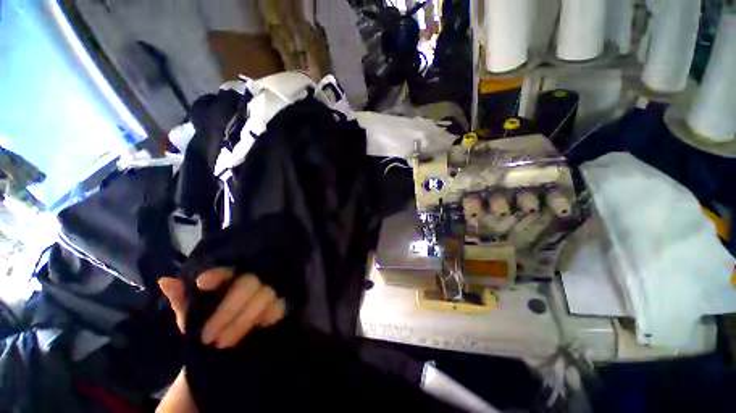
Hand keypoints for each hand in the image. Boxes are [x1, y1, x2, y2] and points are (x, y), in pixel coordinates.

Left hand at [158, 268, 285, 348]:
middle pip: (246, 285)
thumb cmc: (208, 324)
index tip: (201, 283)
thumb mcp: (191, 315)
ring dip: (242, 321)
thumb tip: (164, 280)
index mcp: (229, 278)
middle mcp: (251, 279)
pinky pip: (277, 307)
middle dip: (227, 311)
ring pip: (262, 297)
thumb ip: (181, 299)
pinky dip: (265, 318)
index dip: (218, 274)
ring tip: (223, 343)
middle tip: (208, 337)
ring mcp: (268, 290)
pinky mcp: (279, 302)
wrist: (229, 343)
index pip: (226, 270)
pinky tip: (252, 331)